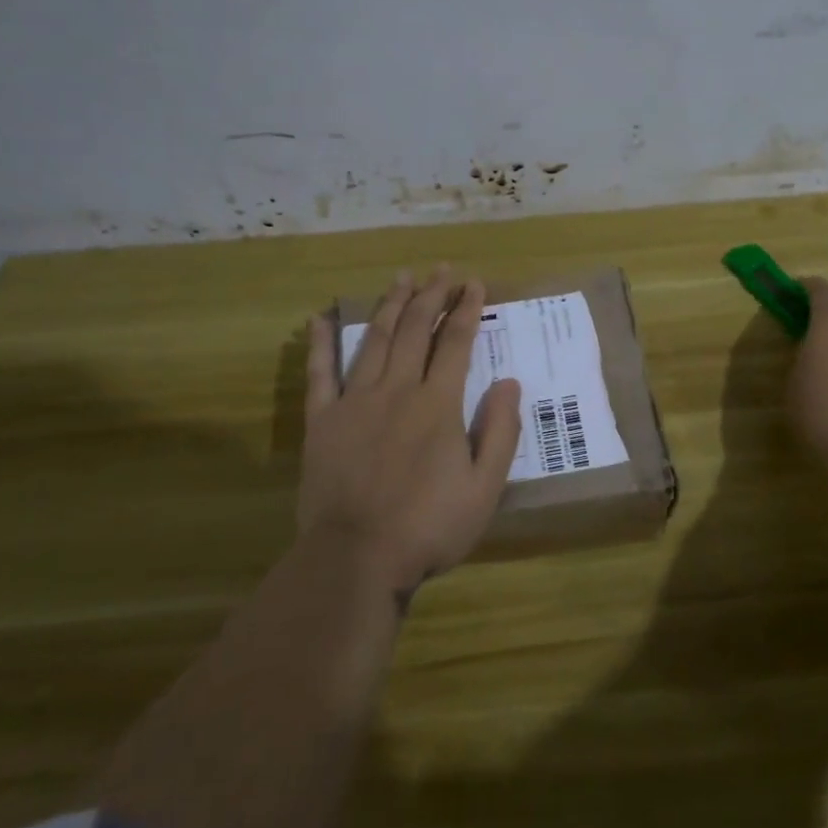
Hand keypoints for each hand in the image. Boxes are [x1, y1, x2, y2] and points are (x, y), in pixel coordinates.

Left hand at [300, 268, 522, 593]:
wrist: (356, 558)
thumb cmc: (429, 527)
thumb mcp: (485, 488)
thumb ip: (500, 432)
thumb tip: (508, 383)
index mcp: (438, 404)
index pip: (455, 342)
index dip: (466, 309)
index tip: (474, 284)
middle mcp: (397, 390)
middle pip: (414, 330)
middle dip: (430, 295)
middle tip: (441, 269)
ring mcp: (355, 402)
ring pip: (374, 340)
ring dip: (389, 305)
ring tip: (401, 278)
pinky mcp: (323, 421)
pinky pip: (319, 374)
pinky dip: (320, 344)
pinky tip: (320, 318)